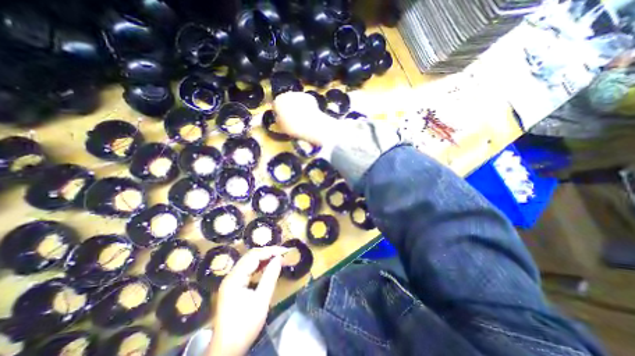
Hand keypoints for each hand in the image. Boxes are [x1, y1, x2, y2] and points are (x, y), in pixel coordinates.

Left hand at [209, 247, 288, 355]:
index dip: (270, 251)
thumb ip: (270, 277)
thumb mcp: (261, 301)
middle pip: (250, 256)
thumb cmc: (244, 326)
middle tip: (283, 253)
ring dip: (264, 258)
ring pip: (249, 261)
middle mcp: (231, 275)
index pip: (254, 256)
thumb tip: (279, 258)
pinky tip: (268, 266)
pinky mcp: (233, 285)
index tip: (285, 251)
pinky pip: (248, 269)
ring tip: (278, 257)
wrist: (226, 350)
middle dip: (268, 252)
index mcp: (234, 278)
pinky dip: (259, 265)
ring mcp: (231, 280)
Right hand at [272, 94, 341, 146]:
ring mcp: (300, 94)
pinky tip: (309, 116)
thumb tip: (280, 118)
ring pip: (297, 100)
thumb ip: (279, 120)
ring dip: (298, 106)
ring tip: (302, 118)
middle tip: (292, 118)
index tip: (282, 118)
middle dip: (289, 107)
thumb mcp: (281, 126)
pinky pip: (306, 102)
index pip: (276, 105)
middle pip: (286, 100)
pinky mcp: (310, 97)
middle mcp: (288, 94)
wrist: (311, 125)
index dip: (279, 112)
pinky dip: (307, 107)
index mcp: (278, 101)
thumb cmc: (294, 128)